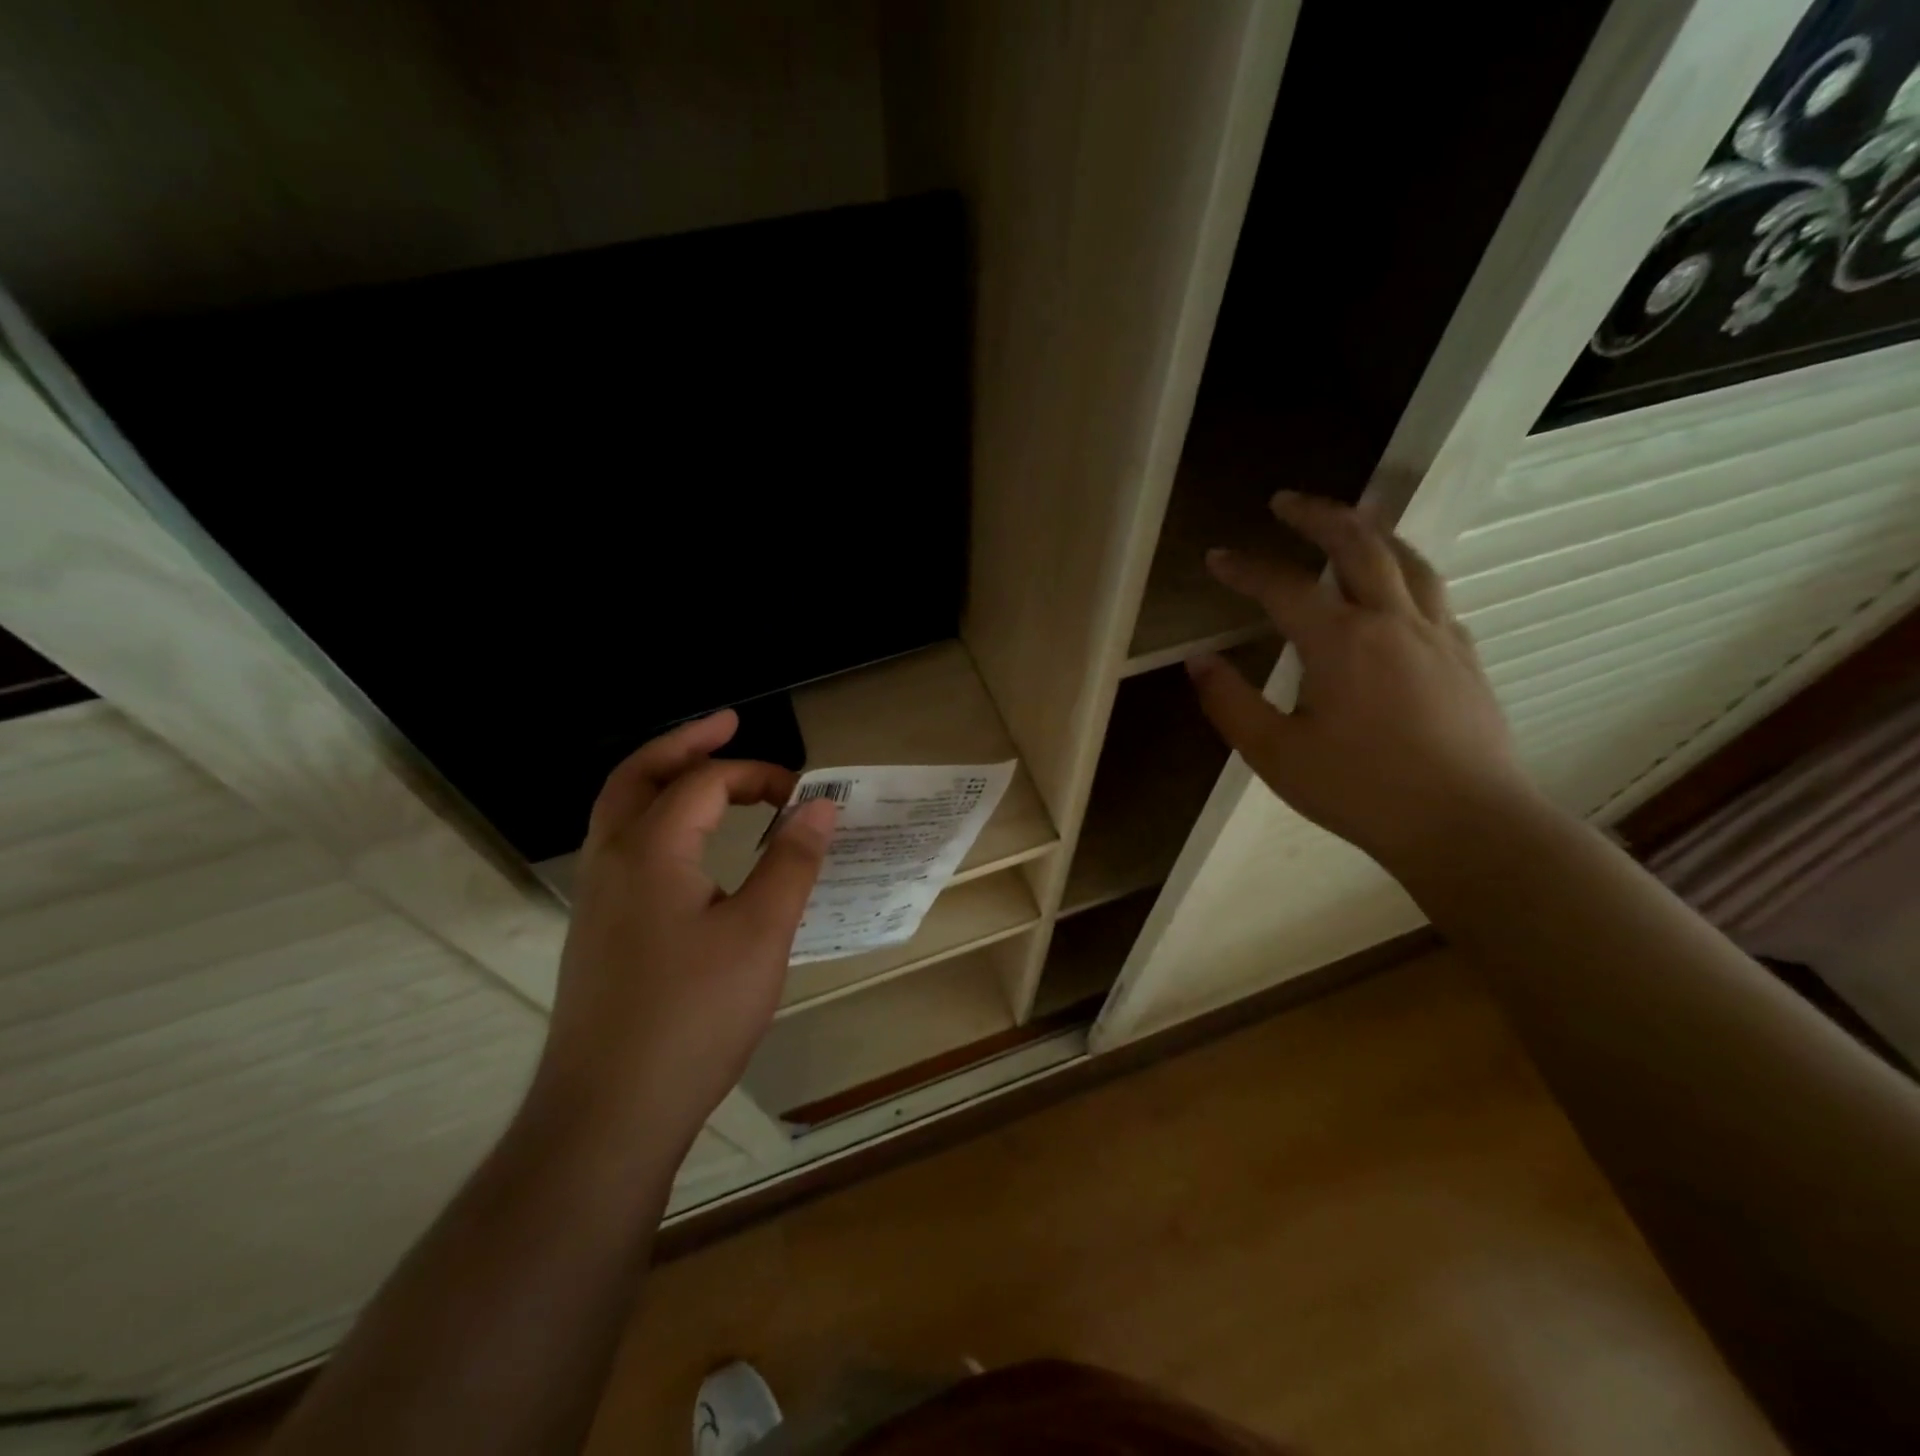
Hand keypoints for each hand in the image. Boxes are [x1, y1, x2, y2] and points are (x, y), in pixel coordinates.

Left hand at [528, 711, 834, 1157]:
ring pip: (620, 811)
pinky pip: (622, 847)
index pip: (703, 782)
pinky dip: (654, 819)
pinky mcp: (596, 931)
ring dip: (662, 779)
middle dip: (685, 743)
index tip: (802, 792)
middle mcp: (611, 859)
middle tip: (727, 723)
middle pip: (638, 775)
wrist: (608, 1112)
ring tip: (705, 771)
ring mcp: (595, 897)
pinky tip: (686, 847)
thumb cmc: (694, 1015)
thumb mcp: (762, 933)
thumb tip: (820, 805)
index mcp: (649, 849)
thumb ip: (792, 862)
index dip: (757, 774)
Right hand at [1187, 491, 1541, 871]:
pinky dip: (1404, 572)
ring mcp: (1436, 634)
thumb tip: (1198, 662)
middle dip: (1317, 515)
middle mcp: (1392, 621)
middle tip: (1285, 501)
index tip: (1217, 557)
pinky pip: (1433, 593)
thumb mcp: (1275, 754)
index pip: (1282, 586)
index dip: (1245, 568)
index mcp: (1340, 642)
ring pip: (1406, 560)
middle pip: (1357, 545)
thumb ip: (1230, 703)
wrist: (1465, 824)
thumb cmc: (1360, 790)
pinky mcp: (1463, 656)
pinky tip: (1395, 588)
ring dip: (1370, 531)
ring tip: (1347, 522)